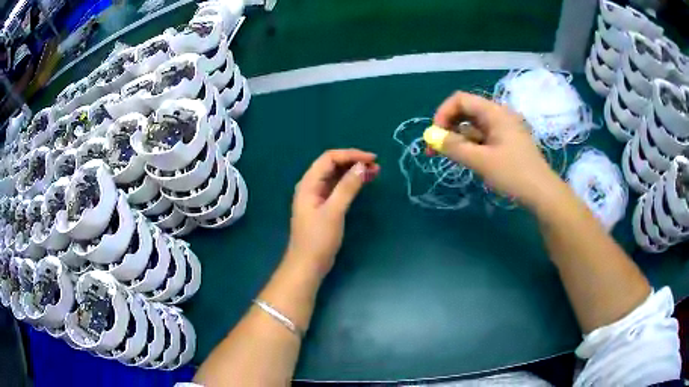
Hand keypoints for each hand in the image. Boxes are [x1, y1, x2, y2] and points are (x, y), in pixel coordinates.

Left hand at [287, 149, 379, 278]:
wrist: (308, 264)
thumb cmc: (318, 239)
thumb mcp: (334, 211)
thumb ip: (347, 187)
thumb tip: (362, 166)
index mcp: (309, 183)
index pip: (329, 158)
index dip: (351, 155)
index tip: (371, 159)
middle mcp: (312, 186)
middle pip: (333, 165)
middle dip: (354, 162)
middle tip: (376, 166)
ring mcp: (318, 196)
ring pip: (337, 176)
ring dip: (354, 171)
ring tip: (375, 172)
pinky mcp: (324, 206)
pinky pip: (338, 188)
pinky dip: (351, 183)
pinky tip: (364, 183)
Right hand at [429, 91, 562, 209]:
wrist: (542, 194)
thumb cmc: (514, 174)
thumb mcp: (481, 161)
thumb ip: (454, 147)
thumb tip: (432, 138)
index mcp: (494, 112)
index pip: (461, 100)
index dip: (443, 113)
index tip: (435, 135)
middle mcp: (498, 116)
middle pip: (466, 112)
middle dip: (448, 127)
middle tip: (436, 148)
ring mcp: (503, 130)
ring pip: (474, 127)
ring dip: (459, 138)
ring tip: (451, 157)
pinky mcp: (506, 143)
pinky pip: (483, 138)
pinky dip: (471, 146)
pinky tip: (467, 159)